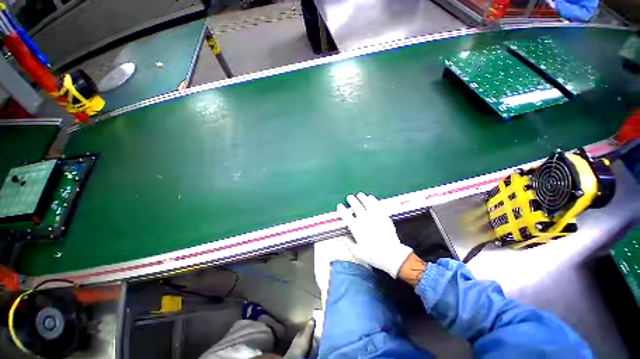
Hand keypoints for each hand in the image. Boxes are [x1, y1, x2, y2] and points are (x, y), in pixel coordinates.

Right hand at [337, 193, 412, 277]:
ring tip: (360, 194)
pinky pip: (377, 206)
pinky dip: (373, 201)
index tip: (339, 205)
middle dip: (352, 201)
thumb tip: (345, 237)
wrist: (392, 256)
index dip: (342, 210)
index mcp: (357, 229)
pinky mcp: (384, 217)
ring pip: (367, 204)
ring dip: (362, 198)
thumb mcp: (358, 253)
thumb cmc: (373, 256)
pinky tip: (371, 198)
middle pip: (356, 207)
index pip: (347, 216)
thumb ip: (350, 244)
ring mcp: (375, 217)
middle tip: (349, 197)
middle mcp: (365, 221)